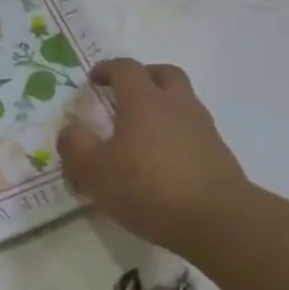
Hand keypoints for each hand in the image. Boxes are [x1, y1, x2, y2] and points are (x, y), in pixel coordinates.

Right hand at [58, 58, 251, 257]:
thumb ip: (75, 146)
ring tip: (140, 131)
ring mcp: (202, 128)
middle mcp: (177, 105)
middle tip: (124, 93)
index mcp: (144, 101)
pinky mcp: (217, 152)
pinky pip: (192, 129)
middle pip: (164, 74)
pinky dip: (174, 133)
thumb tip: (71, 131)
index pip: (126, 68)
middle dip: (143, 77)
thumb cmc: (148, 188)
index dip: (107, 69)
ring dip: (161, 105)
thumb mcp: (94, 171)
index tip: (94, 80)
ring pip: (182, 101)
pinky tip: (161, 158)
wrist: (217, 220)